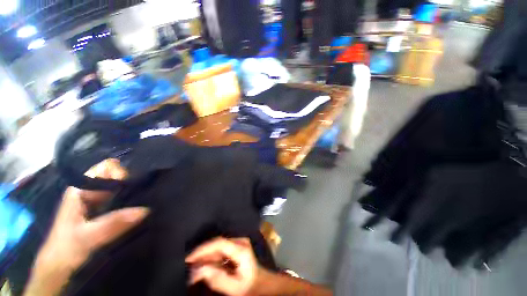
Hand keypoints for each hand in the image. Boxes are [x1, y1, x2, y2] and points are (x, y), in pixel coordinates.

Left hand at [24, 159, 148, 295]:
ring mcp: (97, 199)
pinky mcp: (103, 209)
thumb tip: (145, 210)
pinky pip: (121, 198)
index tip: (131, 186)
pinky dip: (131, 200)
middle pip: (116, 176)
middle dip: (130, 182)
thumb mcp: (88, 237)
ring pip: (119, 187)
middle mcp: (90, 190)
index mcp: (81, 189)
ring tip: (144, 199)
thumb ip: (113, 223)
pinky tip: (139, 206)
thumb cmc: (67, 248)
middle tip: (141, 193)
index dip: (120, 173)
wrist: (59, 266)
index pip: (106, 167)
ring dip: (132, 191)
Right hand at [186, 237, 260, 295]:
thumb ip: (217, 279)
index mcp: (241, 249)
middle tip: (188, 265)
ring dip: (205, 256)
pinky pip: (221, 249)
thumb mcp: (234, 288)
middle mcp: (240, 241)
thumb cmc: (249, 286)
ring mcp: (239, 242)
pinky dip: (211, 257)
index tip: (189, 258)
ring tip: (193, 267)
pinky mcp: (236, 245)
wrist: (261, 282)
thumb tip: (199, 270)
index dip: (203, 249)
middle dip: (202, 254)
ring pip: (218, 246)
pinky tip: (203, 265)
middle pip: (217, 244)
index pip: (219, 243)